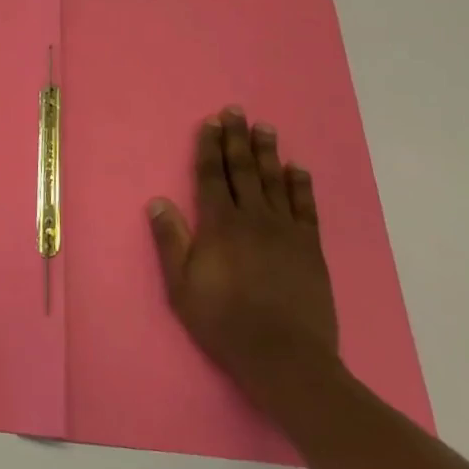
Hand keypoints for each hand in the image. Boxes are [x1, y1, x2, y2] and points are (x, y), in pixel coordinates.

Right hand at [147, 107, 338, 395]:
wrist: (285, 358)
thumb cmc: (224, 322)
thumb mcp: (182, 286)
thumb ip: (171, 241)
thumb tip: (158, 201)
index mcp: (219, 226)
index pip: (211, 177)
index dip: (209, 148)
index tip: (210, 122)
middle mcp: (253, 219)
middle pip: (242, 170)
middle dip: (236, 139)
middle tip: (236, 111)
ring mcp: (285, 232)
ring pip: (274, 181)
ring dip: (267, 152)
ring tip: (265, 127)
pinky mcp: (310, 248)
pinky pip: (305, 208)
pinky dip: (300, 185)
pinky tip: (297, 168)